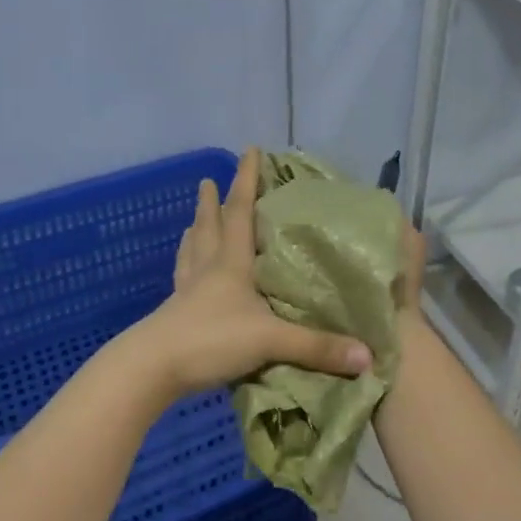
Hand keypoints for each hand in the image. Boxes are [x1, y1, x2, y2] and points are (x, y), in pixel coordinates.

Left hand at [117, 148, 372, 400]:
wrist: (153, 369)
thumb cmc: (212, 340)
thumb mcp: (270, 341)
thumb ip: (317, 347)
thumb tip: (367, 356)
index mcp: (231, 263)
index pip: (240, 212)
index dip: (246, 180)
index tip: (249, 151)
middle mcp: (207, 269)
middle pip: (209, 227)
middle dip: (212, 202)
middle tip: (208, 180)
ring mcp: (187, 291)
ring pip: (192, 251)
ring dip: (195, 231)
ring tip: (194, 219)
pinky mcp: (174, 313)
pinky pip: (181, 280)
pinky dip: (184, 267)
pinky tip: (183, 271)